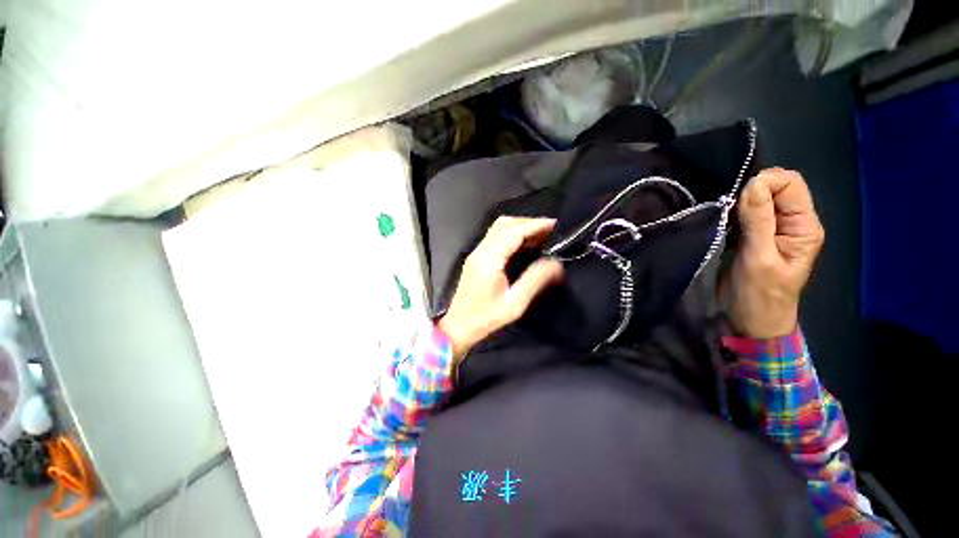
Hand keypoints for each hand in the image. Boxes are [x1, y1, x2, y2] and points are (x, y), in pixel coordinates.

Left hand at [439, 217, 563, 360]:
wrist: (458, 326)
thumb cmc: (486, 318)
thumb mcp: (515, 303)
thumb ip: (535, 280)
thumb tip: (556, 263)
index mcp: (489, 260)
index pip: (514, 231)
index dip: (535, 225)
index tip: (555, 225)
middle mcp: (481, 251)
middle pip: (505, 224)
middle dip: (529, 223)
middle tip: (550, 230)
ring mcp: (476, 252)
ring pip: (499, 228)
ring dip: (520, 226)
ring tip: (540, 235)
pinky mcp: (476, 257)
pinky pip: (495, 236)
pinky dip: (512, 233)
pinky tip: (524, 243)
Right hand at [721, 168, 824, 338]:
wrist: (751, 320)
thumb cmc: (760, 294)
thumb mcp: (759, 258)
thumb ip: (758, 221)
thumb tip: (754, 183)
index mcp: (804, 227)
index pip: (791, 184)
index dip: (766, 184)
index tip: (740, 201)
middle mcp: (793, 222)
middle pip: (776, 187)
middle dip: (751, 192)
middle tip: (731, 213)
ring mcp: (774, 229)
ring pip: (759, 198)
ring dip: (739, 204)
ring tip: (726, 222)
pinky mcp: (756, 236)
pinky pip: (746, 212)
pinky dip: (733, 213)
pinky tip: (725, 225)